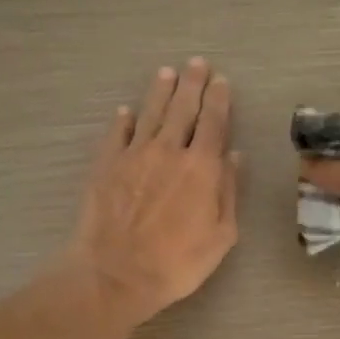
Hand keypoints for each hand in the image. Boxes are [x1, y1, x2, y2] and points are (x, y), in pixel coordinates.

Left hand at [68, 58, 239, 327]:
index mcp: (201, 168)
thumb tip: (234, 156)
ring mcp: (133, 155)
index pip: (213, 123)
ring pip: (150, 113)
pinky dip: (123, 120)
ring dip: (160, 92)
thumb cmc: (176, 263)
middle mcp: (168, 151)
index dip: (219, 100)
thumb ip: (228, 192)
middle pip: (182, 109)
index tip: (221, 81)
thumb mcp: (220, 236)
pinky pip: (116, 134)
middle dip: (192, 84)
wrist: (116, 274)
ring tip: (167, 73)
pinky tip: (127, 111)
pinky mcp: (105, 166)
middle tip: (197, 64)